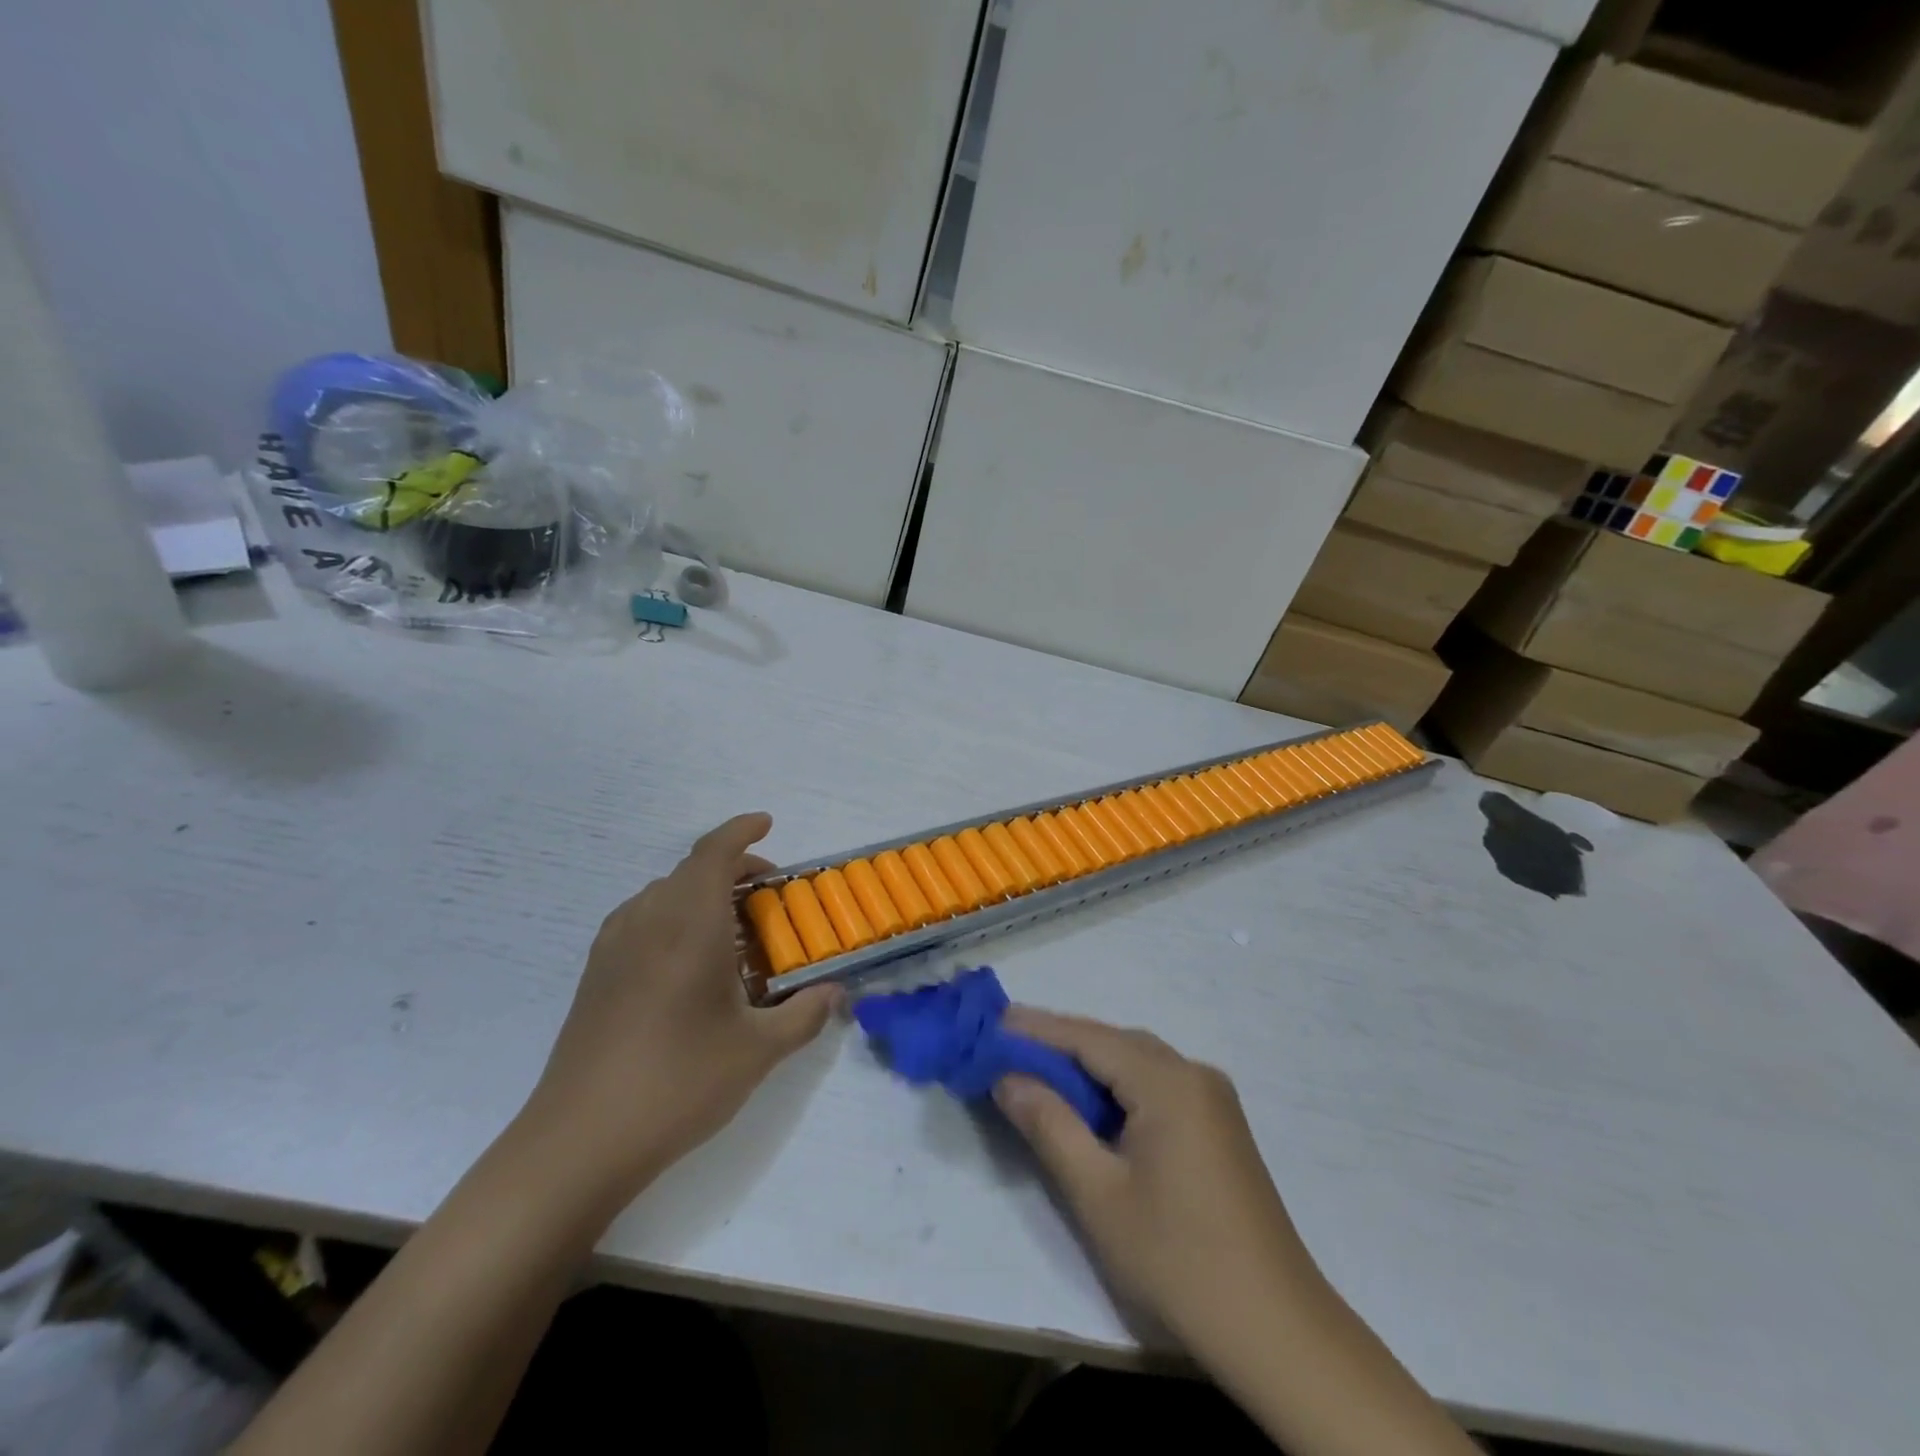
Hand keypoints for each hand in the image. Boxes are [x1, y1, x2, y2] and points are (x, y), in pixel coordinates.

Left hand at [518, 813, 837, 1213]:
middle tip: (768, 895)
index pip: (714, 853)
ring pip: (664, 894)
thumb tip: (836, 993)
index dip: (741, 830)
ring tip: (733, 930)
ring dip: (702, 894)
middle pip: (691, 871)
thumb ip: (804, 1014)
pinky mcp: (595, 975)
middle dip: (733, 869)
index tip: (767, 823)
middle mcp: (647, 921)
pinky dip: (674, 918)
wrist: (580, 1141)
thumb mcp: (758, 1052)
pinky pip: (642, 920)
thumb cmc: (680, 1082)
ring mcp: (614, 947)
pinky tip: (689, 962)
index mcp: (689, 924)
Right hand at [993, 1009, 1319, 1357]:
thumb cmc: (1178, 1260)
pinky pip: (1157, 1084)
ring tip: (1037, 1070)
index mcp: (1169, 1082)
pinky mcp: (1219, 1126)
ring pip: (1136, 1062)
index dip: (1036, 1028)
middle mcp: (1194, 1073)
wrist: (1277, 1331)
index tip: (991, 1022)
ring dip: (1088, 1063)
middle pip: (1114, 1042)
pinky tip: (1092, 1105)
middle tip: (1005, 1046)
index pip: (1088, 1037)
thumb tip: (1007, 1077)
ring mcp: (1213, 1099)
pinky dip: (1117, 1086)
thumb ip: (1049, 1124)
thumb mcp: (1098, 1194)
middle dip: (1059, 1042)